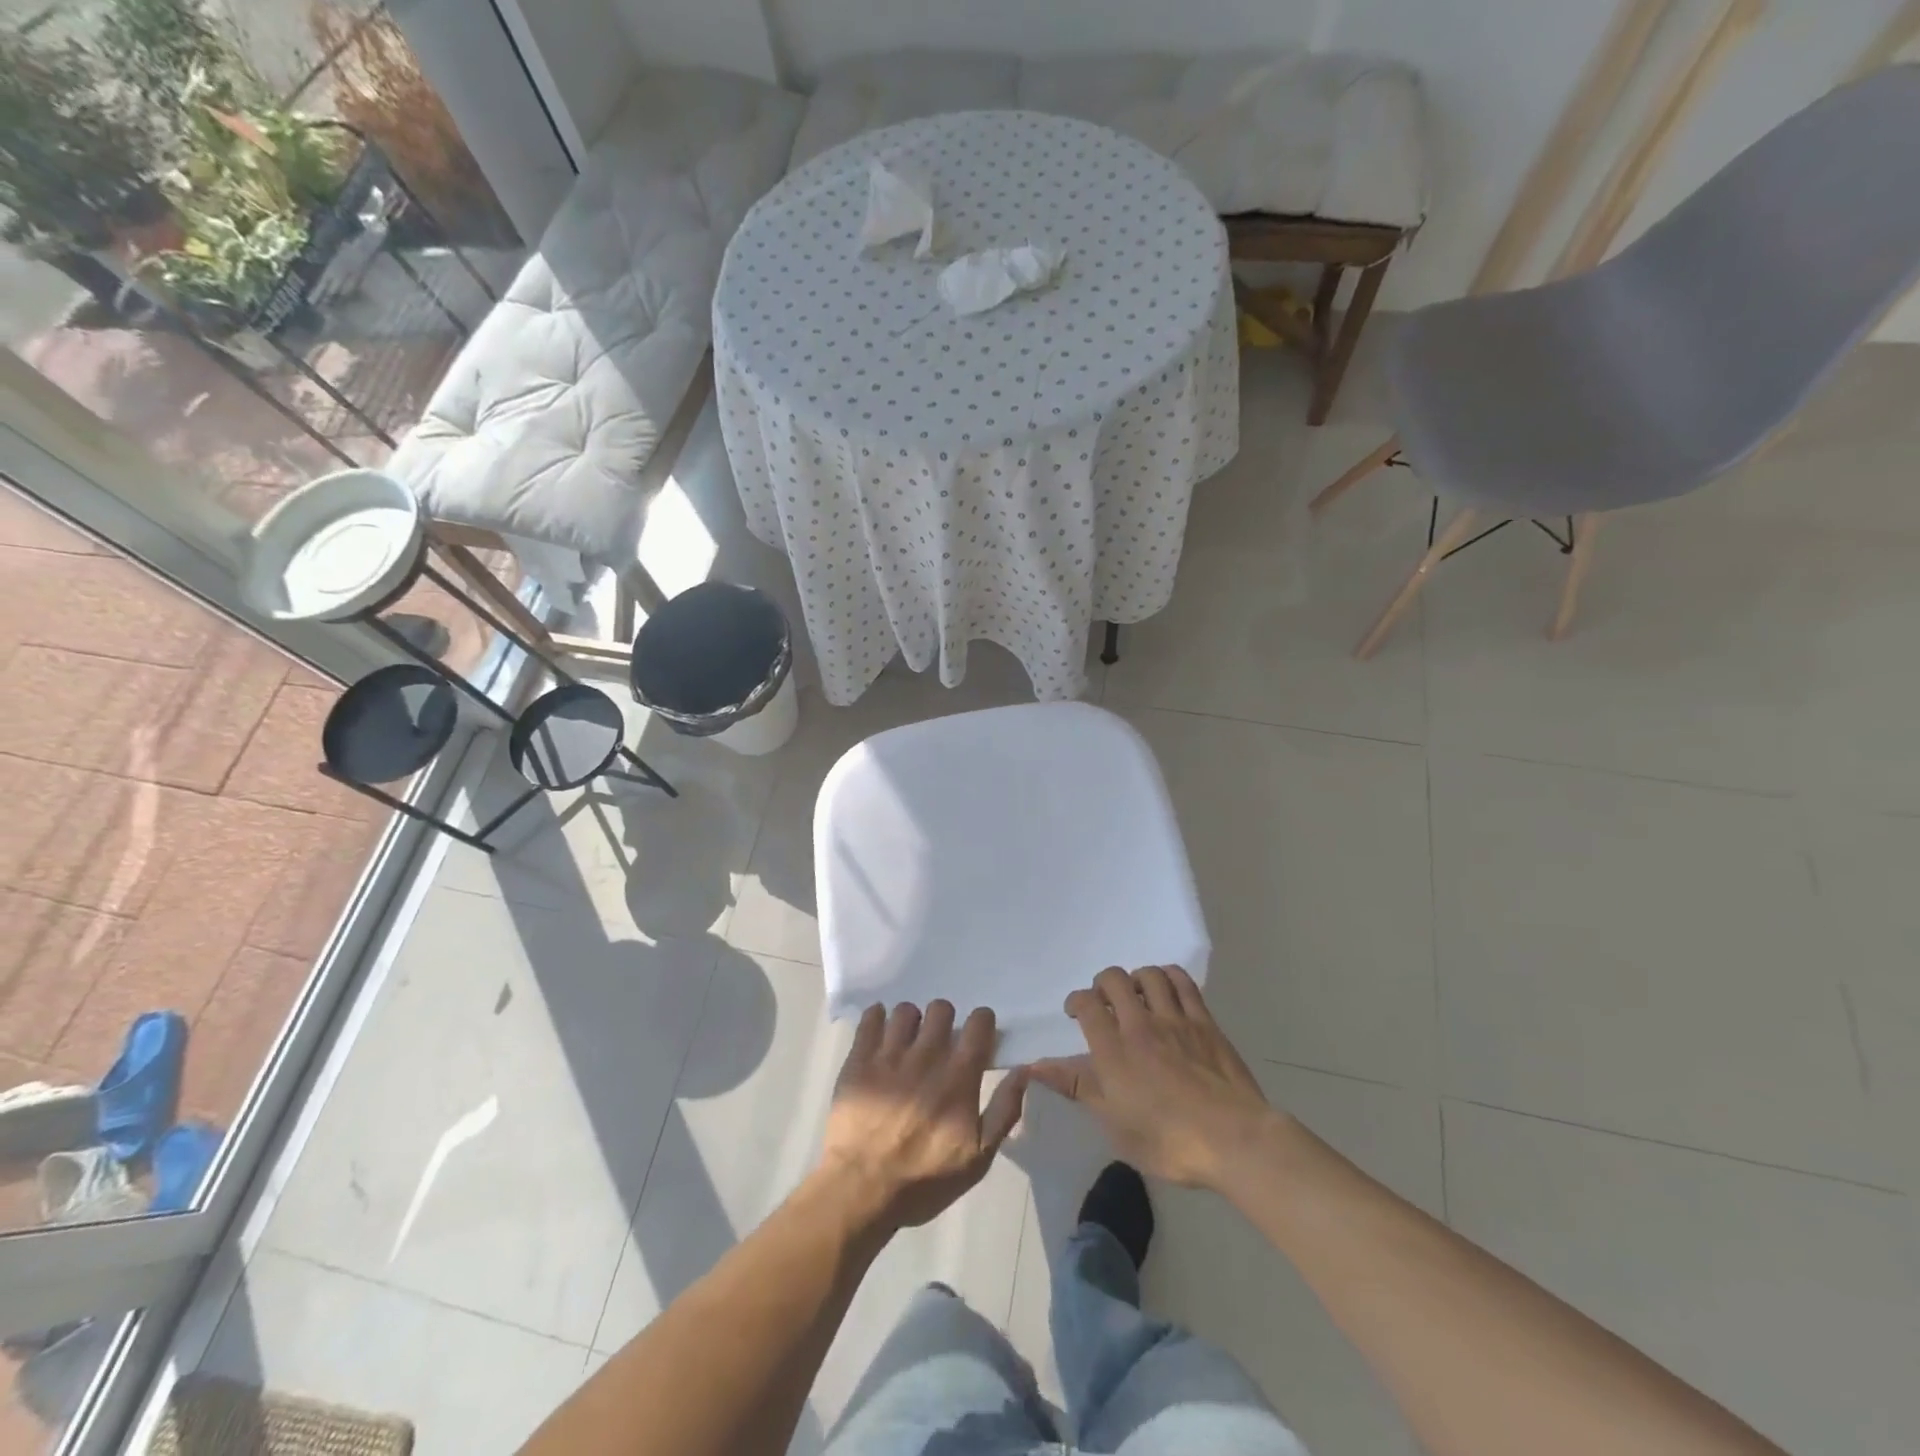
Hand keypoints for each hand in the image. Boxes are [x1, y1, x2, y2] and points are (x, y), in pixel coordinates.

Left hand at [816, 1001, 1027, 1231]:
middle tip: (939, 1042)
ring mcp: (889, 1054)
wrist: (862, 1190)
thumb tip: (1024, 1070)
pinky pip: (870, 1018)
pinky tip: (880, 1034)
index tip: (977, 1035)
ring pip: (906, 1010)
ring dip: (911, 1022)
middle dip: (945, 1020)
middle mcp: (926, 1056)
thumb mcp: (978, 1159)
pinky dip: (877, 1018)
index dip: (981, 1023)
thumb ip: (1004, 1110)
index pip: (979, 1023)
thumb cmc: (924, 1180)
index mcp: (958, 1077)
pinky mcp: (859, 1059)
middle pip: (942, 1008)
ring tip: (907, 1042)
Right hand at [1030, 966, 1279, 1191]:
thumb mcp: (1114, 1124)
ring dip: (1135, 978)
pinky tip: (1166, 988)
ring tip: (1136, 994)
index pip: (1086, 1004)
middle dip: (1103, 984)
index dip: (1076, 1001)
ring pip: (1149, 975)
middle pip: (1114, 979)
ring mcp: (1175, 1019)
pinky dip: (1169, 977)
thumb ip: (1077, 1086)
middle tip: (1104, 1002)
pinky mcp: (1204, 1021)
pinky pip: (1183, 983)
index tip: (1075, 1012)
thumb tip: (1035, 1066)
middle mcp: (1140, 1024)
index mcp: (1113, 1050)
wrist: (1234, 1140)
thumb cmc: (1168, 1142)